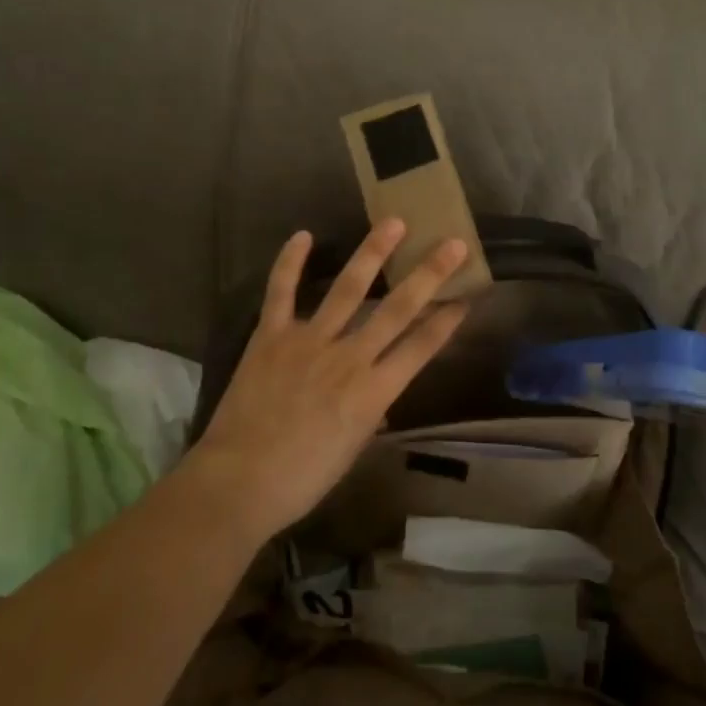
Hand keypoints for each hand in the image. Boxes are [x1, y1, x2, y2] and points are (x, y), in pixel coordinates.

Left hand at [185, 220, 470, 545]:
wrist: (239, 482)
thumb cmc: (302, 478)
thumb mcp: (352, 449)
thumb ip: (369, 411)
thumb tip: (380, 392)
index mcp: (373, 392)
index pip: (421, 348)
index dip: (446, 321)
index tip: (466, 297)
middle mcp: (348, 358)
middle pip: (397, 310)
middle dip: (428, 275)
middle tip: (451, 244)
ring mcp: (309, 341)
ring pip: (347, 289)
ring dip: (372, 253)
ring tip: (393, 222)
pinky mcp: (271, 336)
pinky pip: (281, 292)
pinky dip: (290, 263)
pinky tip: (302, 235)